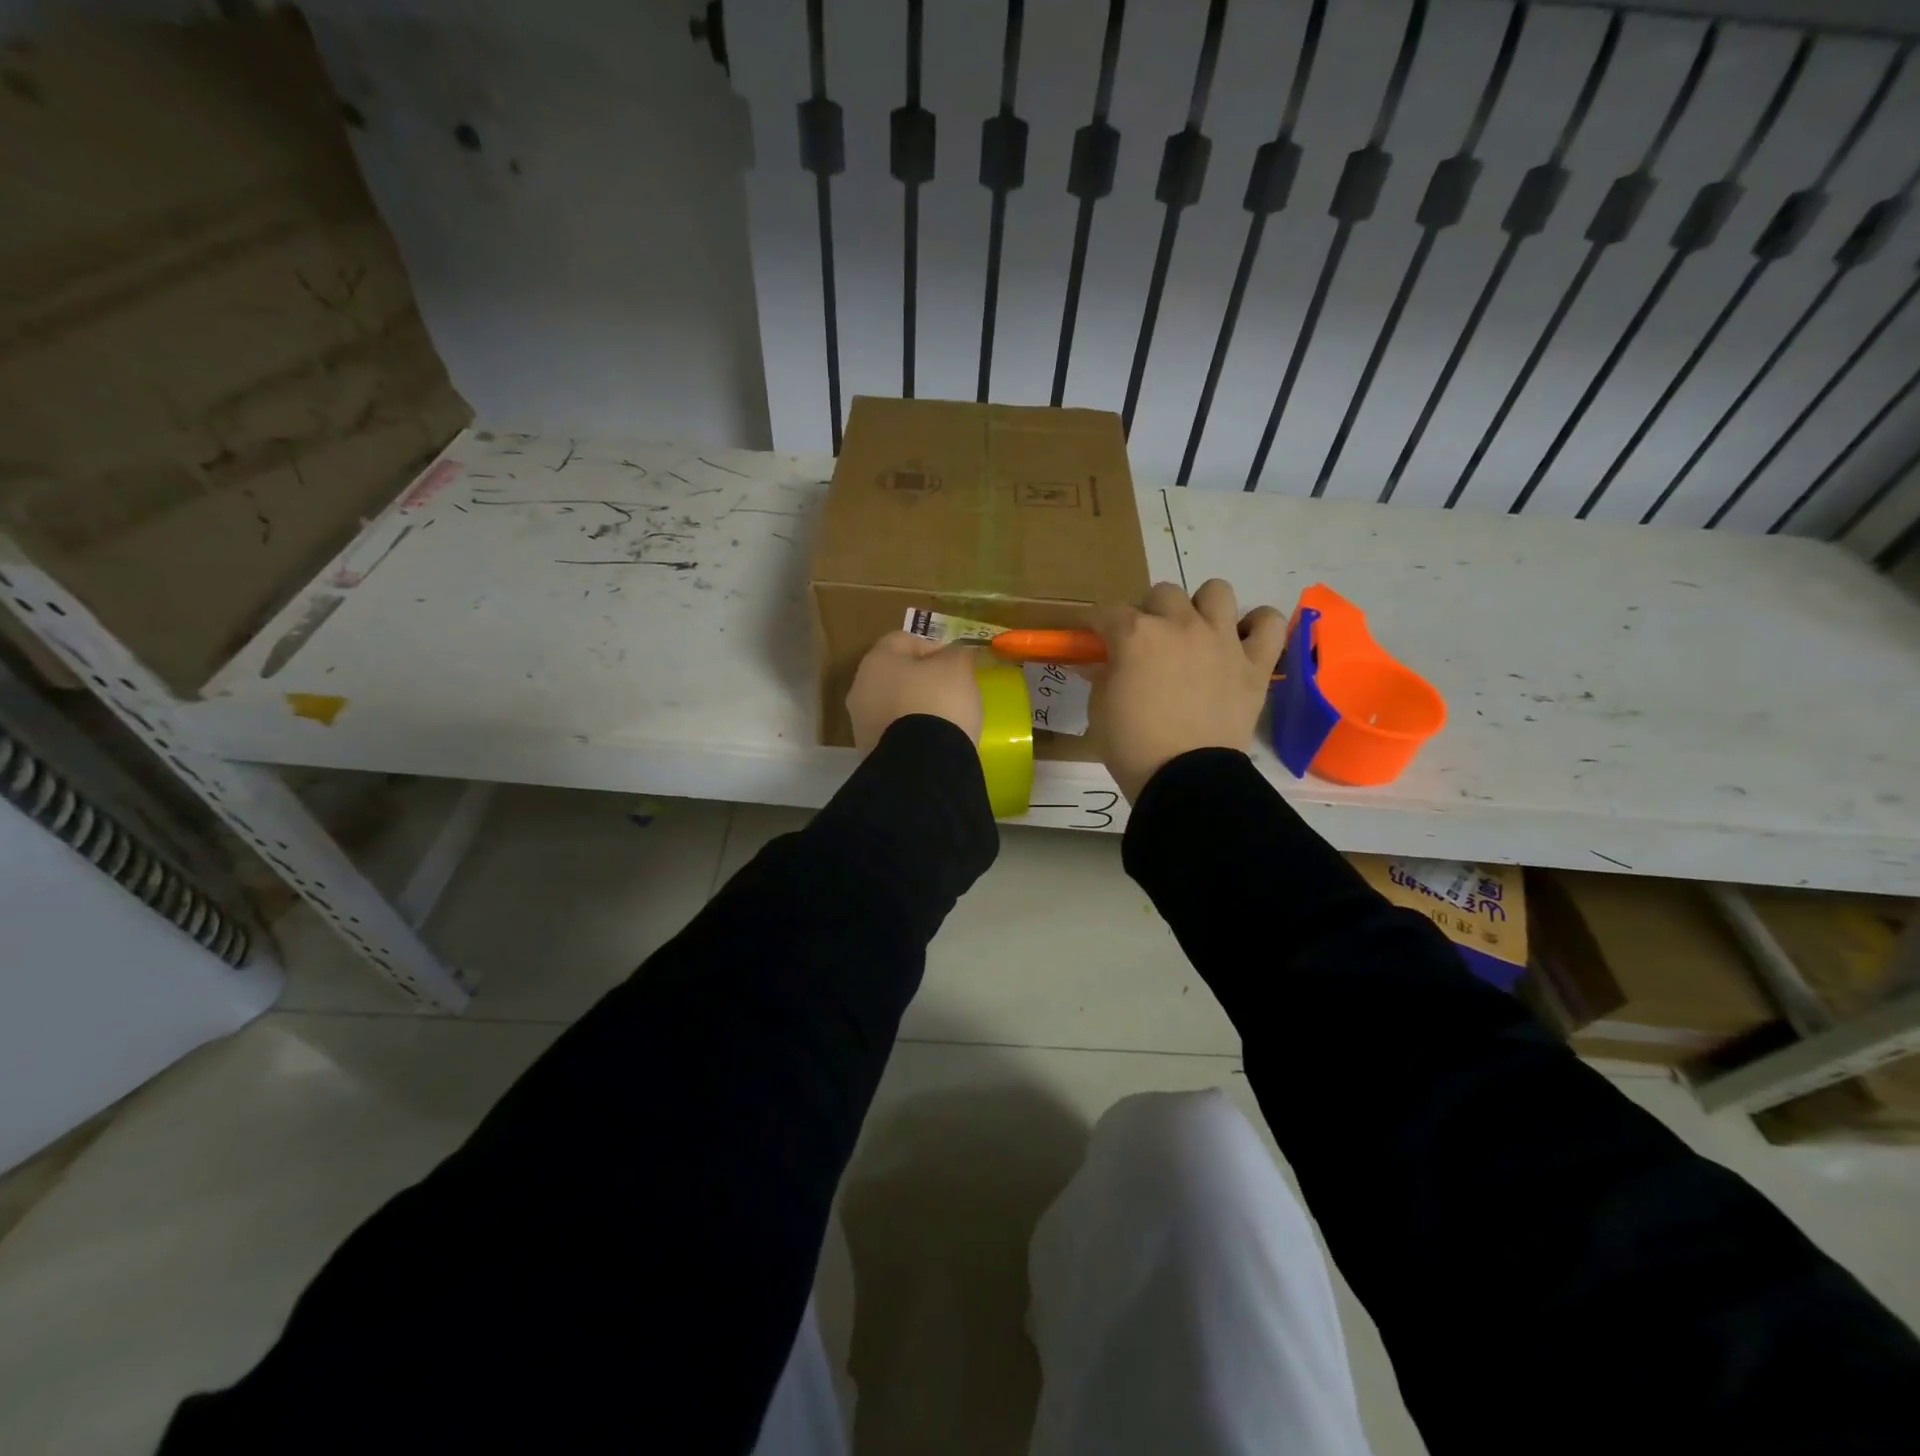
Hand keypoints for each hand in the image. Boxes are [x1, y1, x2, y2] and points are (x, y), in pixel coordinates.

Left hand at [847, 632, 983, 750]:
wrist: (921, 765)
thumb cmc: (938, 702)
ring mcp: (860, 723)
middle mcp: (860, 688)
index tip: (956, 664)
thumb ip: (956, 654)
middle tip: (951, 690)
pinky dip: (910, 733)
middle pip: (895, 674)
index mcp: (877, 659)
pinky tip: (931, 741)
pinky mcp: (869, 752)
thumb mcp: (957, 668)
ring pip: (892, 704)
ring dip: (914, 707)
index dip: (933, 647)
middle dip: (921, 679)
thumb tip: (953, 655)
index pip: (904, 640)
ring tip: (944, 719)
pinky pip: (893, 732)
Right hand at [1087, 579, 1283, 801]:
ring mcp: (1222, 640)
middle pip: (1162, 593)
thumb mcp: (1100, 711)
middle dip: (1149, 613)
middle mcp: (1180, 625)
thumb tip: (1098, 664)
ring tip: (1196, 634)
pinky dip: (1255, 626)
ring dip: (1201, 608)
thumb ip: (1101, 677)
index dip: (1097, 624)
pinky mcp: (1254, 663)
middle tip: (1147, 644)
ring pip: (1215, 591)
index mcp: (1136, 636)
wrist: (1186, 780)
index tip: (1095, 638)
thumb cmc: (1133, 747)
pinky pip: (1266, 622)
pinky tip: (1241, 641)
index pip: (1108, 611)